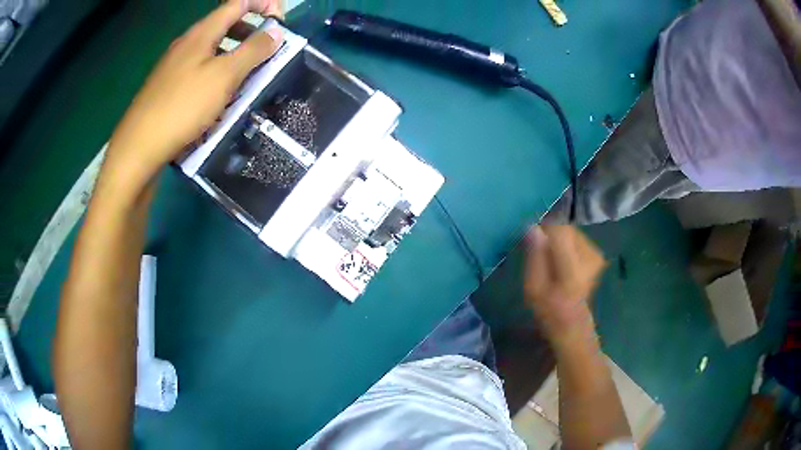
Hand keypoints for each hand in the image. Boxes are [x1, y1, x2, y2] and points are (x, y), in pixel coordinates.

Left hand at [105, 0, 282, 184]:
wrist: (139, 147)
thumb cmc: (182, 107)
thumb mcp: (224, 76)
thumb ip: (253, 51)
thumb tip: (275, 32)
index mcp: (202, 33)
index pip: (238, 3)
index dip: (264, 5)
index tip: (281, 24)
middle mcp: (187, 43)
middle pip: (225, 24)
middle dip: (251, 31)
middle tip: (267, 51)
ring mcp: (174, 65)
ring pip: (212, 48)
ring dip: (234, 55)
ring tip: (246, 77)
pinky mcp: (168, 86)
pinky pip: (199, 69)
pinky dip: (216, 73)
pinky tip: (218, 96)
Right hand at [523, 225, 605, 344]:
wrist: (571, 320)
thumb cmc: (547, 307)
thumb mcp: (532, 286)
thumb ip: (534, 256)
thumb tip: (533, 228)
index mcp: (573, 270)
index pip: (559, 231)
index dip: (544, 229)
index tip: (532, 237)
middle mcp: (590, 257)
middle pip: (565, 229)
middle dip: (550, 235)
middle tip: (540, 252)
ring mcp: (596, 254)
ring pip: (570, 231)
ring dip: (558, 240)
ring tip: (551, 259)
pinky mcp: (597, 253)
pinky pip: (576, 237)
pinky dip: (566, 244)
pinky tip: (563, 259)